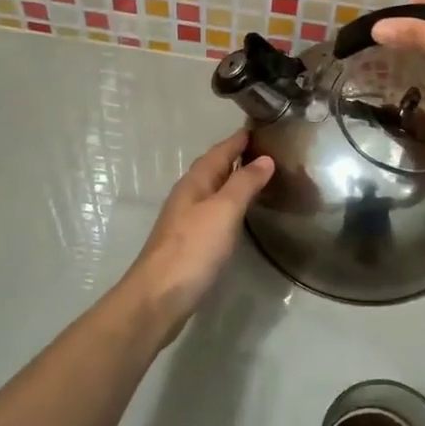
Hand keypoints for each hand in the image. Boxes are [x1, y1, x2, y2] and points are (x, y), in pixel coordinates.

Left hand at [119, 131, 273, 346]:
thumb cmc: (193, 249)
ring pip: (212, 191)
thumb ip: (244, 183)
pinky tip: (239, 214)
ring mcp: (186, 221)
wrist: (159, 298)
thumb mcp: (224, 211)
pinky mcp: (189, 244)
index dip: (238, 140)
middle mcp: (188, 197)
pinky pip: (213, 212)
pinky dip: (228, 205)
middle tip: (265, 151)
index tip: (259, 128)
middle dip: (236, 157)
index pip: (219, 152)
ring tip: (258, 178)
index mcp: (195, 183)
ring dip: (232, 181)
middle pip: (213, 169)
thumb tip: (265, 159)